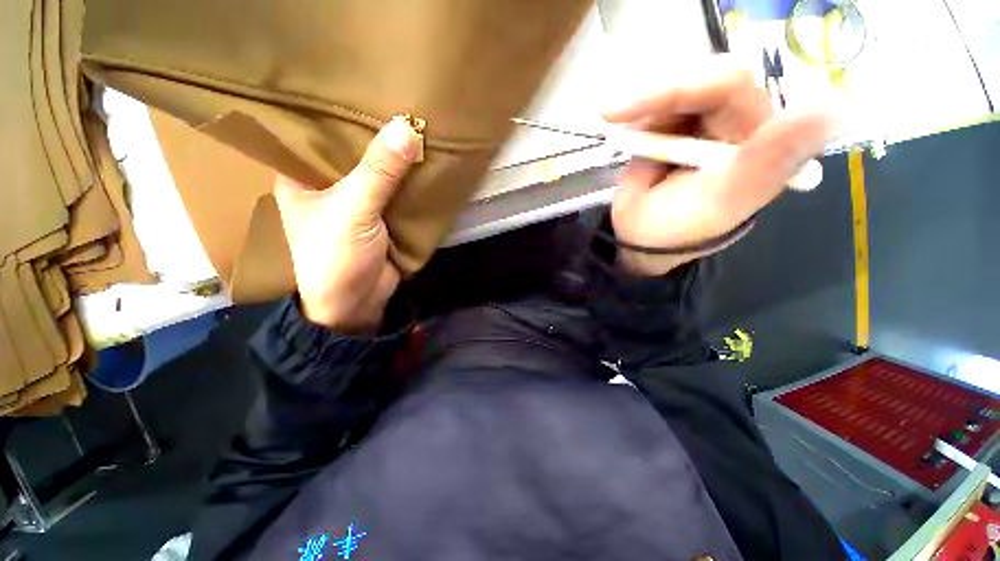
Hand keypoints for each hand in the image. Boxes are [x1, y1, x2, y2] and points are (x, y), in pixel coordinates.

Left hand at [274, 117, 421, 332]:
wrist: (358, 304)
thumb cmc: (335, 258)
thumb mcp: (354, 210)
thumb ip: (379, 172)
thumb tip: (408, 127)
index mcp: (301, 174)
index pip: (316, 129)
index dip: (338, 107)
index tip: (365, 83)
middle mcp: (327, 182)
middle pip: (352, 149)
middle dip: (375, 130)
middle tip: (401, 96)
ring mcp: (357, 200)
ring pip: (378, 170)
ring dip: (396, 154)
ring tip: (417, 119)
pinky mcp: (381, 216)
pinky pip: (395, 190)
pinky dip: (408, 178)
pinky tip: (423, 157)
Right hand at [604, 57, 840, 276]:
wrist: (643, 237)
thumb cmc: (680, 226)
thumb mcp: (723, 200)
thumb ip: (769, 160)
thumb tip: (835, 107)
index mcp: (761, 136)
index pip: (728, 85)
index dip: (674, 89)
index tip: (619, 111)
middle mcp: (740, 119)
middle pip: (701, 76)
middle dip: (652, 97)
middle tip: (614, 115)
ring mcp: (706, 118)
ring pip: (677, 84)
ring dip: (642, 105)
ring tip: (620, 129)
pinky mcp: (679, 122)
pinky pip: (659, 100)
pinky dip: (635, 111)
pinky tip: (625, 128)